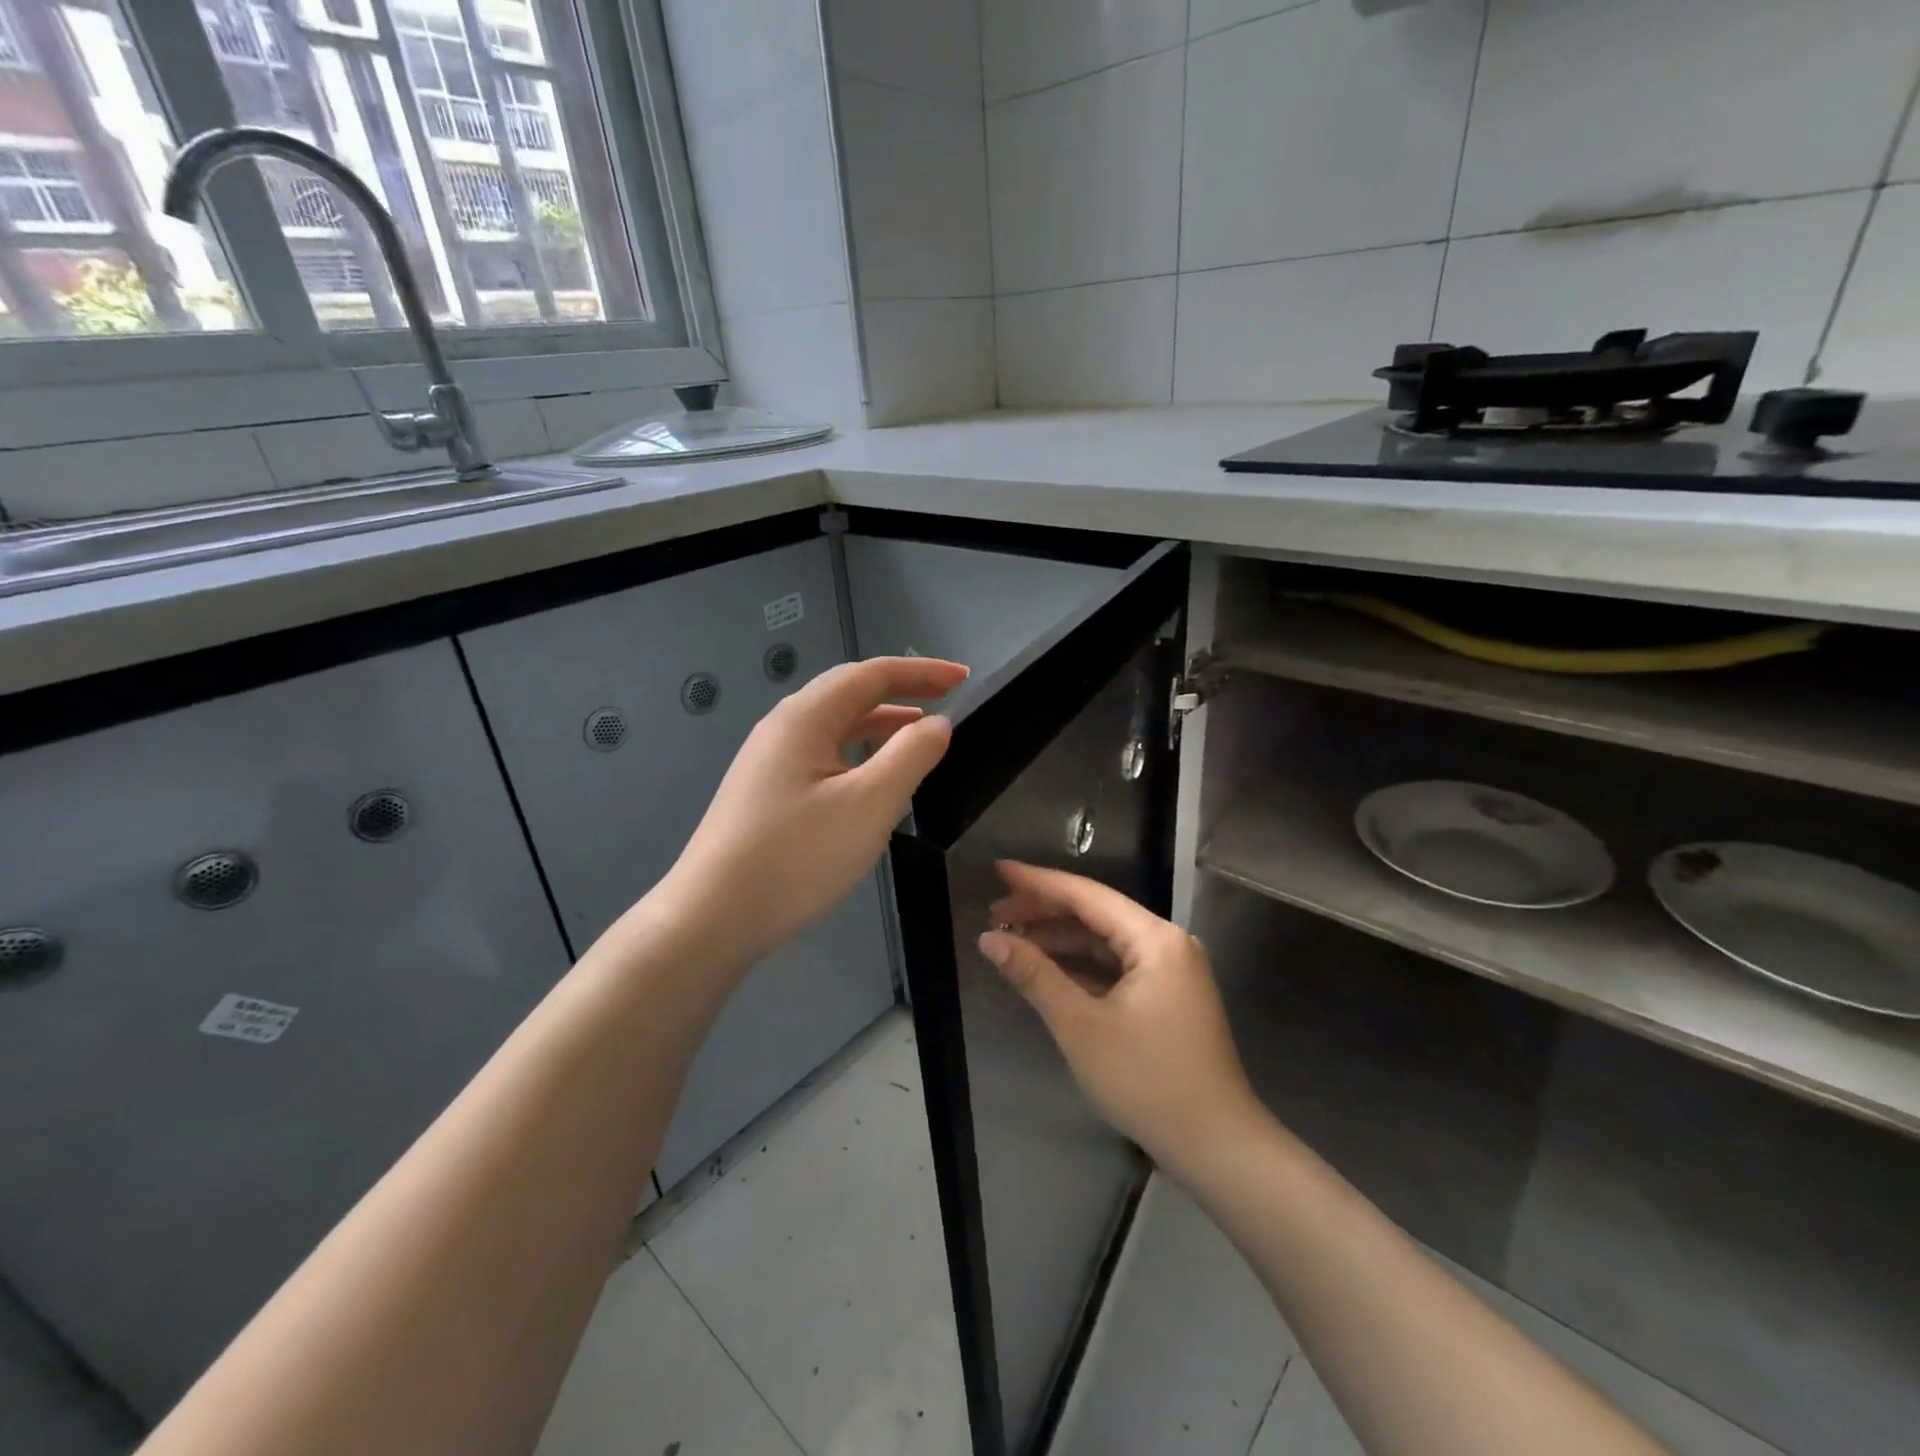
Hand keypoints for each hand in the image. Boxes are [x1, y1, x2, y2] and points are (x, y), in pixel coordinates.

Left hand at [664, 656, 967, 964]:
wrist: (712, 919)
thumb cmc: (797, 856)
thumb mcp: (869, 804)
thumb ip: (911, 755)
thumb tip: (938, 723)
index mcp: (805, 717)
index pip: (871, 674)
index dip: (922, 672)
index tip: (964, 677)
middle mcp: (782, 728)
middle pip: (849, 694)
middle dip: (902, 692)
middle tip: (948, 700)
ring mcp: (768, 762)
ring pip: (834, 728)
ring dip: (880, 724)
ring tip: (919, 737)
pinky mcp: (765, 794)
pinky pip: (822, 757)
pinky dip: (858, 754)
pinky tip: (873, 781)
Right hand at [979, 861, 1260, 1174]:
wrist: (1216, 1146)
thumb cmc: (1146, 1081)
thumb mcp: (1080, 1026)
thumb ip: (1034, 975)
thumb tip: (991, 940)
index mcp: (1155, 939)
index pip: (1086, 895)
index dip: (1038, 882)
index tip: (999, 870)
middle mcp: (1168, 943)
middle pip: (1096, 913)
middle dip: (1045, 910)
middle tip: (996, 912)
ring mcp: (1171, 970)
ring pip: (1106, 940)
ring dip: (1061, 938)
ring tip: (1013, 937)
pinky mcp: (1169, 995)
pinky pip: (1117, 965)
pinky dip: (1082, 964)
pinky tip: (1048, 967)